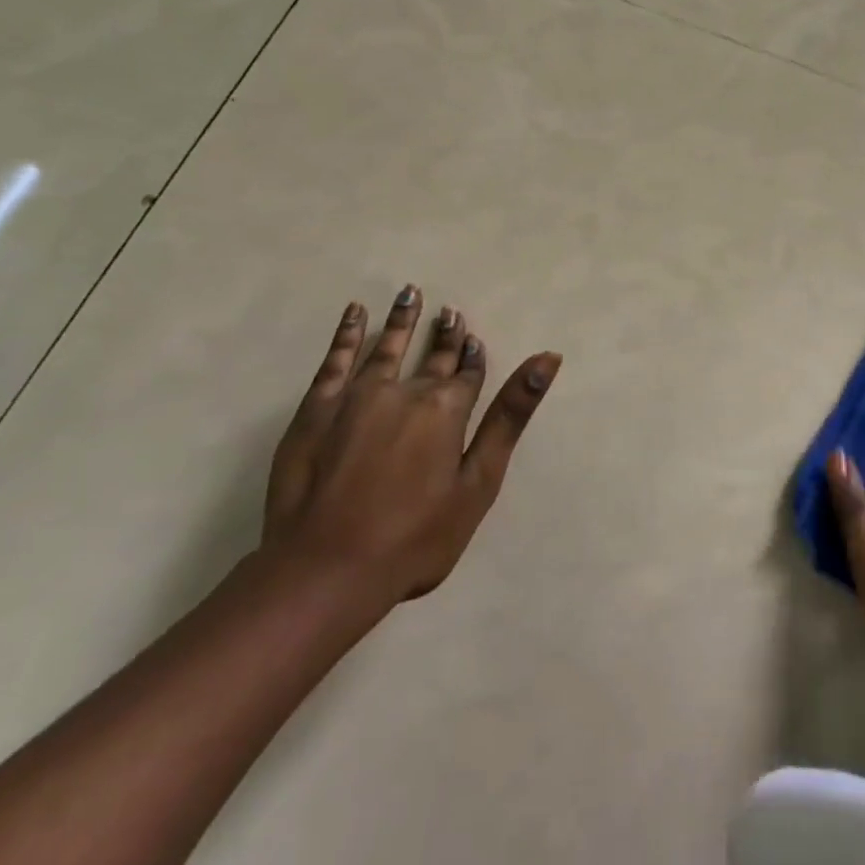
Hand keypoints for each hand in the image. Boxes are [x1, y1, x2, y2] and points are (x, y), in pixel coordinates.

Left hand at [262, 286, 561, 626]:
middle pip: (432, 356)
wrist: (324, 571)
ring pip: (387, 346)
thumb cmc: (415, 537)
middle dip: (444, 333)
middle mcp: (405, 390)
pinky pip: (336, 359)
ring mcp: (356, 396)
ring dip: (402, 319)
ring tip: (410, 292)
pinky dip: (347, 333)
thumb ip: (511, 416)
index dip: (473, 355)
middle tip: (449, 310)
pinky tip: (355, 313)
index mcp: (446, 409)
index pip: (467, 372)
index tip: (473, 335)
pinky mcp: (317, 409)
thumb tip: (548, 358)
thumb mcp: (478, 481)